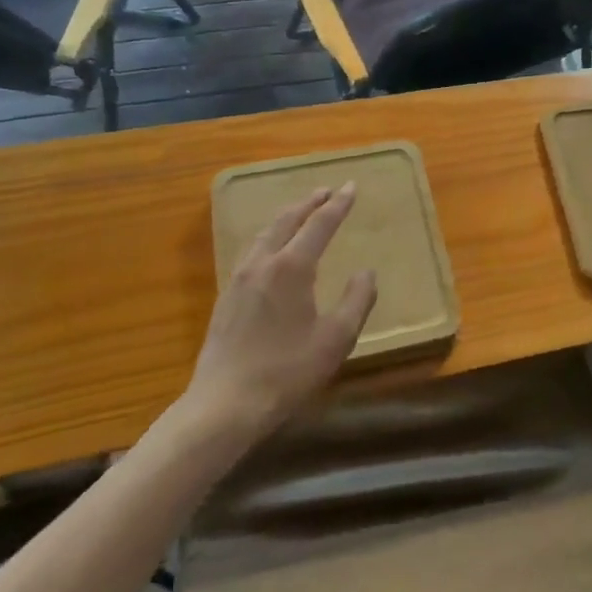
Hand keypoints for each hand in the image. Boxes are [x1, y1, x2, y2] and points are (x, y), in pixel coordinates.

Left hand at [182, 183, 376, 443]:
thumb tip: (366, 272)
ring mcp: (239, 278)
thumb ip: (357, 300)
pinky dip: (269, 237)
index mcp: (291, 267)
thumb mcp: (336, 339)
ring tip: (299, 213)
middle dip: (309, 203)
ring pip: (265, 234)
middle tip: (325, 191)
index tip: (351, 187)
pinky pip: (252, 251)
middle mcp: (263, 263)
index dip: (338, 205)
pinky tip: (270, 251)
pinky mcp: (226, 297)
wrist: (224, 404)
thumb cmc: (287, 372)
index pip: (319, 225)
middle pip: (287, 221)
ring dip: (286, 217)